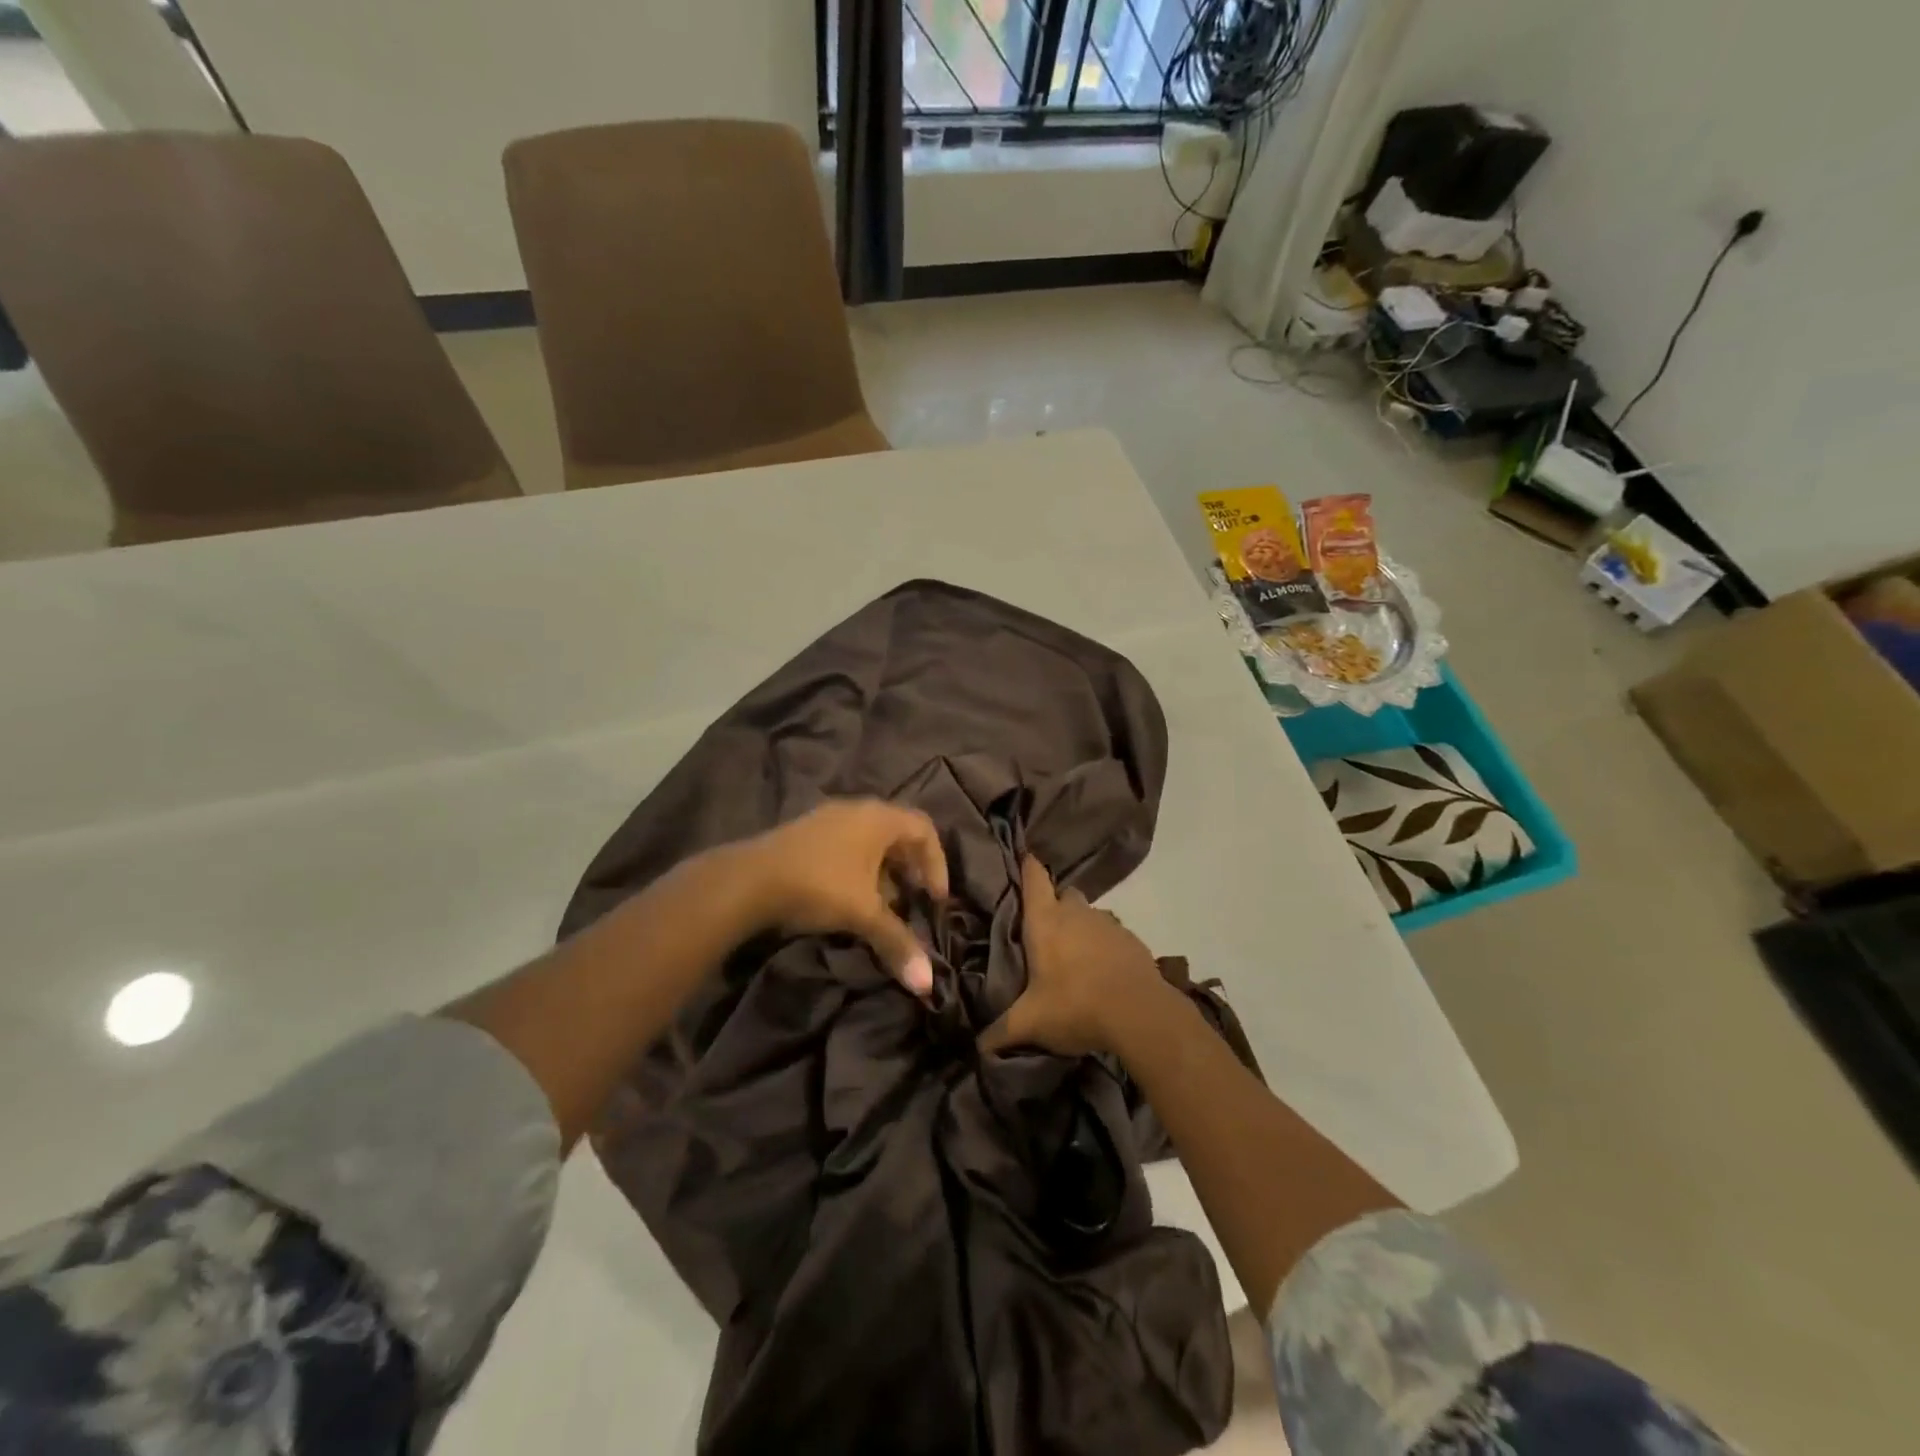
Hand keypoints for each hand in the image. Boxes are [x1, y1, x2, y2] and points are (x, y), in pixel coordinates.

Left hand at [732, 799, 948, 994]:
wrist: (748, 880)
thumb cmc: (819, 886)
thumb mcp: (863, 914)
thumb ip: (897, 943)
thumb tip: (928, 984)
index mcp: (879, 818)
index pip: (925, 829)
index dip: (937, 864)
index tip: (935, 899)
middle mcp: (856, 810)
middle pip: (898, 833)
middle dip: (910, 869)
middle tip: (913, 901)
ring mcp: (827, 818)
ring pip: (869, 841)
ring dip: (883, 872)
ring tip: (882, 906)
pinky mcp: (805, 833)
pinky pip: (846, 846)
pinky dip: (858, 869)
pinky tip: (848, 899)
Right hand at [979, 856, 1171, 1056]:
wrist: (1140, 1014)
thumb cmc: (1075, 1006)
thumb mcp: (1031, 1023)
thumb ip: (1001, 1032)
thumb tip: (977, 1048)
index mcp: (1045, 921)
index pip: (1034, 878)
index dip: (1028, 866)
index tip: (1023, 856)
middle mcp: (1076, 913)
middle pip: (1064, 894)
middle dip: (1054, 903)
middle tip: (1044, 928)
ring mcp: (1108, 924)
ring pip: (1089, 914)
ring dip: (1081, 926)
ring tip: (1074, 954)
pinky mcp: (1132, 941)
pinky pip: (1112, 934)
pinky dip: (1105, 945)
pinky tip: (1102, 970)